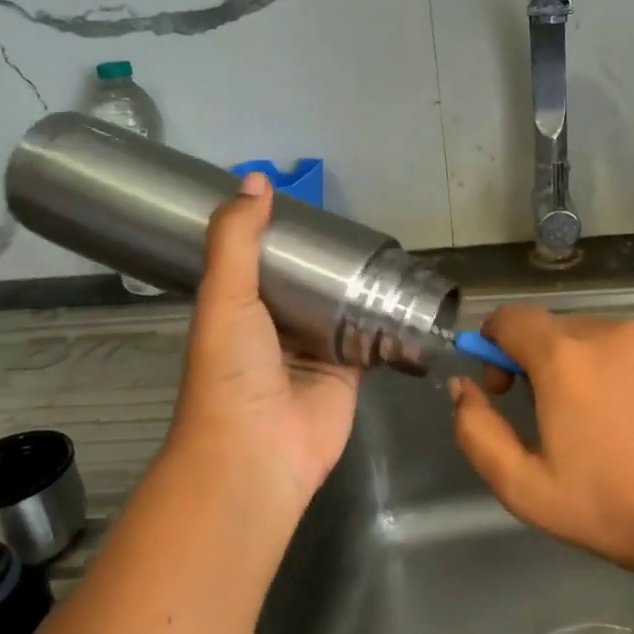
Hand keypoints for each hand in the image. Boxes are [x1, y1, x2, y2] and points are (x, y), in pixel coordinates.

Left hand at [160, 172, 361, 526]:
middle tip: (360, 226)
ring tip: (391, 251)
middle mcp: (278, 328)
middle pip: (309, 285)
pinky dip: (389, 322)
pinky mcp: (350, 372)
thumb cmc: (232, 370)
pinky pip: (372, 339)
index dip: (282, 235)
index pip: (263, 261)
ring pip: (343, 309)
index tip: (310, 206)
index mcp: (240, 308)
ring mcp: (316, 351)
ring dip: (362, 287)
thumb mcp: (224, 295)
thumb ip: (236, 239)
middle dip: (329, 261)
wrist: (257, 453)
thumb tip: (255, 180)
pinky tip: (409, 295)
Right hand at [449, 307, 633, 575]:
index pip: (511, 318)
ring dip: (596, 369)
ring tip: (617, 427)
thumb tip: (463, 387)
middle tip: (560, 417)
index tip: (504, 386)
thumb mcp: (524, 487)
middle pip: (560, 329)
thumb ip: (476, 430)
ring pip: (610, 340)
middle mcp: (616, 332)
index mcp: (566, 357)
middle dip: (545, 363)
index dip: (495, 346)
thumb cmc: (616, 511)